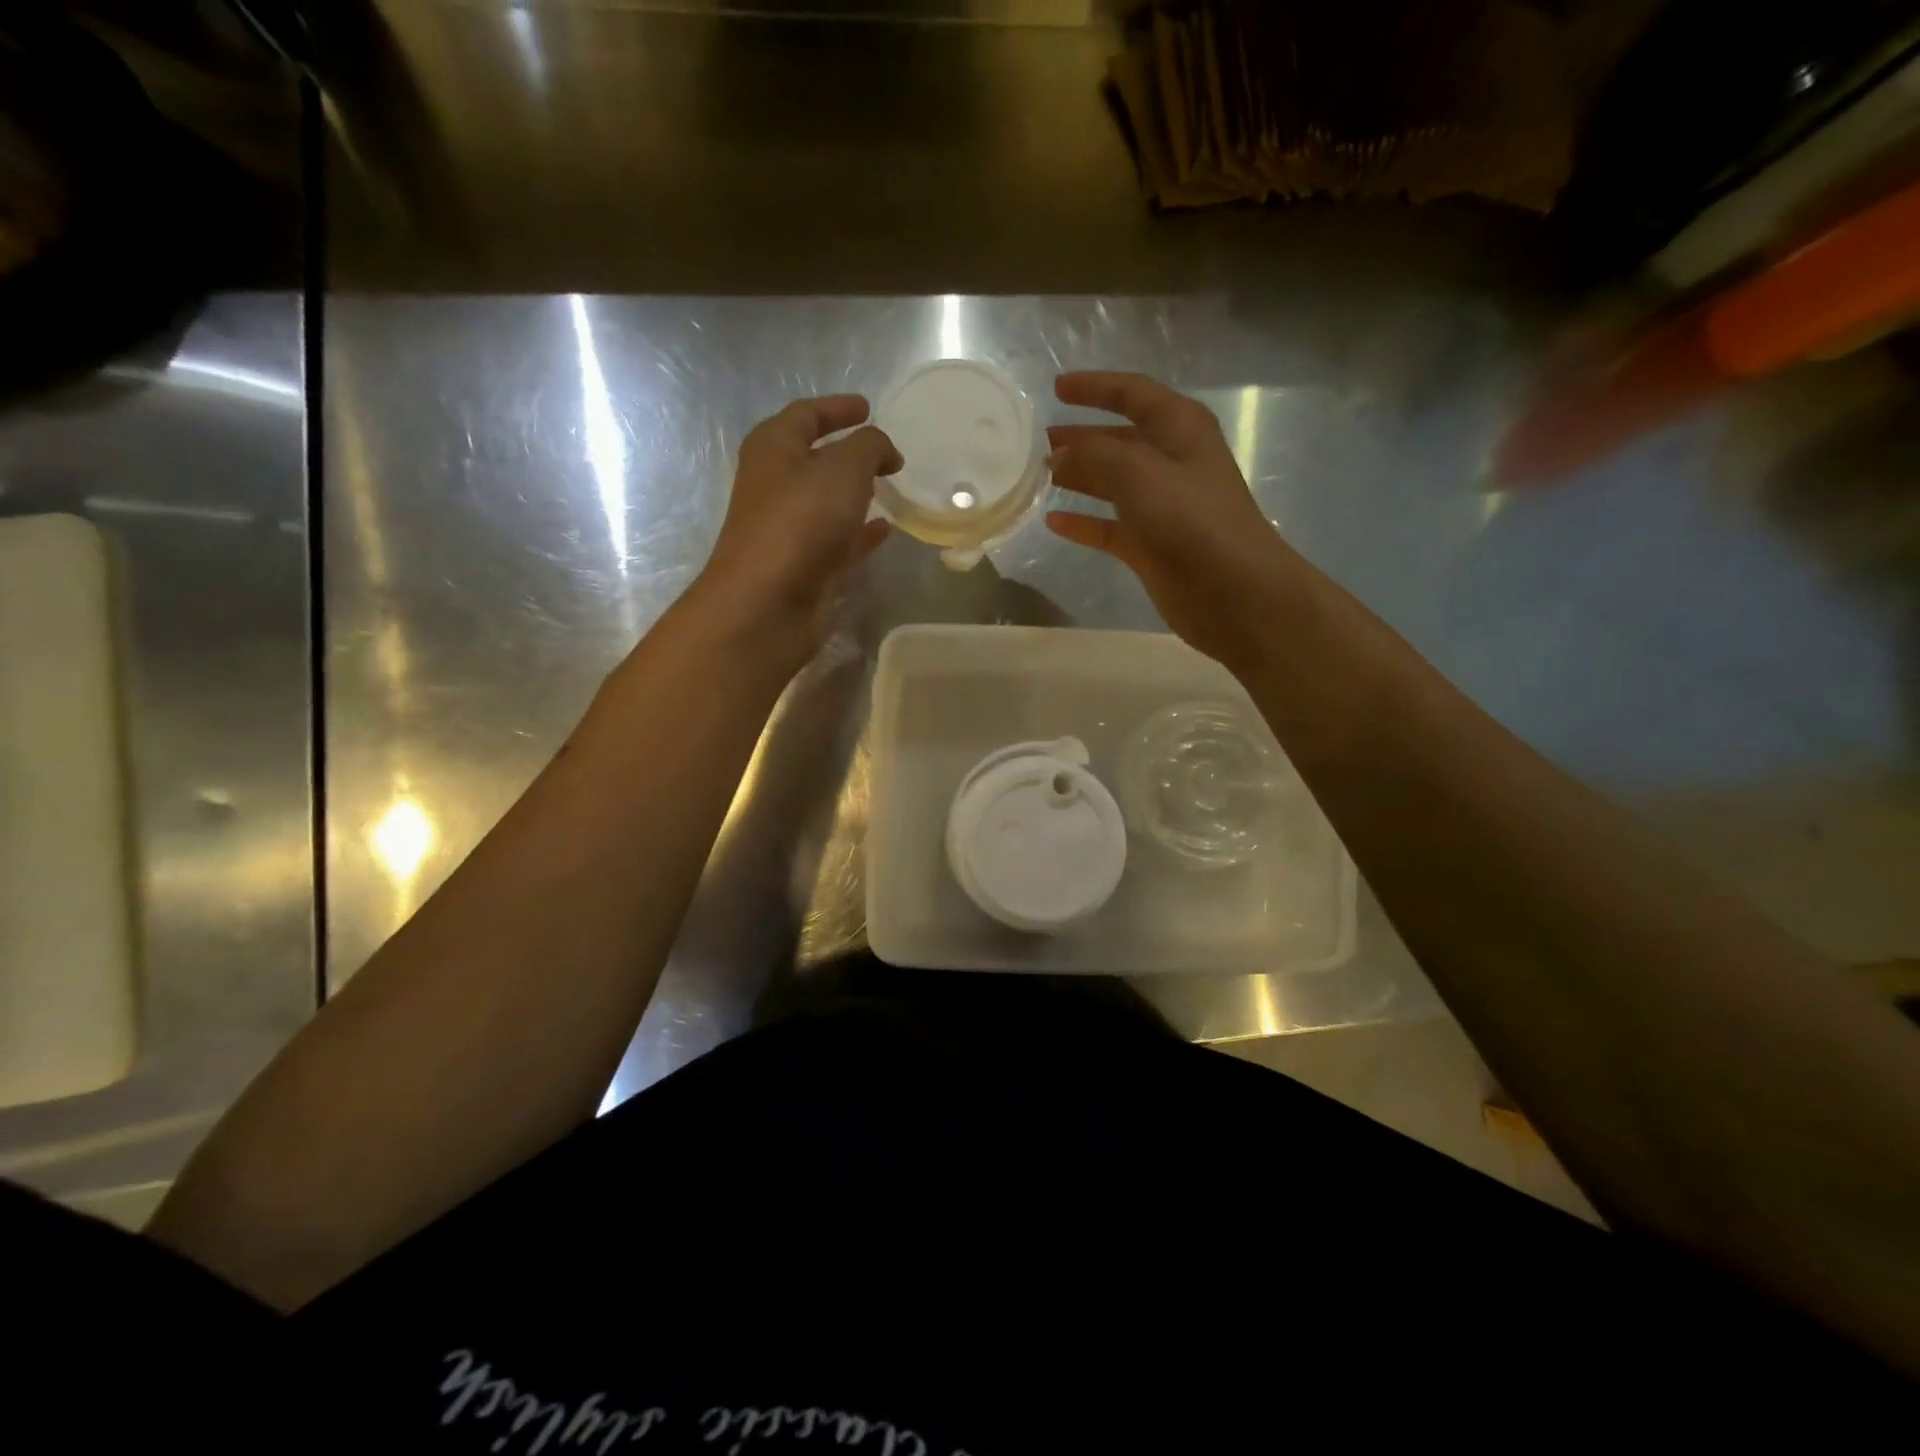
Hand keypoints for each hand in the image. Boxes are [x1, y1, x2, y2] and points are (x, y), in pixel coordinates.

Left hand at [694, 395, 900, 663]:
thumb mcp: (844, 467)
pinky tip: (887, 529)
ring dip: (856, 494)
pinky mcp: (805, 565)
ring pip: (828, 502)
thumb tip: (884, 450)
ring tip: (890, 488)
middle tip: (885, 454)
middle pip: (814, 458)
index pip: (806, 414)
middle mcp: (776, 484)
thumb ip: (869, 447)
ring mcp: (789, 528)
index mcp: (773, 448)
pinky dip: (861, 532)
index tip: (869, 408)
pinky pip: (839, 539)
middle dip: (849, 453)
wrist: (769, 601)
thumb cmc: (801, 520)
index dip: (837, 407)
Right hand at [1045, 372, 1290, 669]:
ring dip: (1079, 477)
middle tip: (1038, 441)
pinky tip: (1054, 522)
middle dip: (1081, 437)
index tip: (1056, 388)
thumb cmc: (1191, 519)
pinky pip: (1108, 527)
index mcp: (1179, 429)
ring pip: (1111, 483)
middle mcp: (1170, 462)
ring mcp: (1160, 506)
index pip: (1133, 394)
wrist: (1232, 590)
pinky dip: (1083, 523)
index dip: (1095, 387)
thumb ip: (1094, 455)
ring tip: (1039, 476)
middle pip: (1118, 440)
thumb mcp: (1139, 472)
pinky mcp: (1150, 545)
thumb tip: (1059, 454)